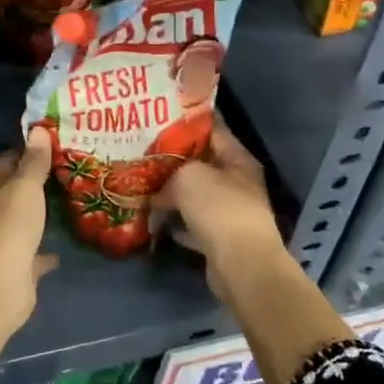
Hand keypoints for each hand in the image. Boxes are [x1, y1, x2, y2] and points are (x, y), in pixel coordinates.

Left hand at [0, 129, 57, 331]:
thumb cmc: (10, 226)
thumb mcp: (25, 186)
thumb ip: (33, 161)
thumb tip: (37, 128)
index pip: (5, 160)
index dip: (25, 149)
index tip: (52, 142)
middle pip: (14, 189)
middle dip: (36, 180)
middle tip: (69, 168)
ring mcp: (4, 240)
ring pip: (24, 220)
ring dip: (41, 212)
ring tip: (70, 199)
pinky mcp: (17, 266)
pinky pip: (34, 253)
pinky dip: (46, 249)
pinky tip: (64, 246)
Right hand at [156, 123, 290, 305]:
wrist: (242, 266)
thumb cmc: (219, 209)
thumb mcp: (188, 177)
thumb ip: (169, 173)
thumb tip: (156, 190)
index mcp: (237, 159)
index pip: (212, 129)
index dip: (185, 122)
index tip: (158, 117)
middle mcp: (237, 182)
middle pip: (201, 163)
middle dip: (172, 160)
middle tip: (141, 152)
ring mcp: (229, 212)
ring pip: (195, 195)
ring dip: (170, 193)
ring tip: (141, 185)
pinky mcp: (220, 238)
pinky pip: (192, 223)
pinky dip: (175, 222)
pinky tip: (153, 219)